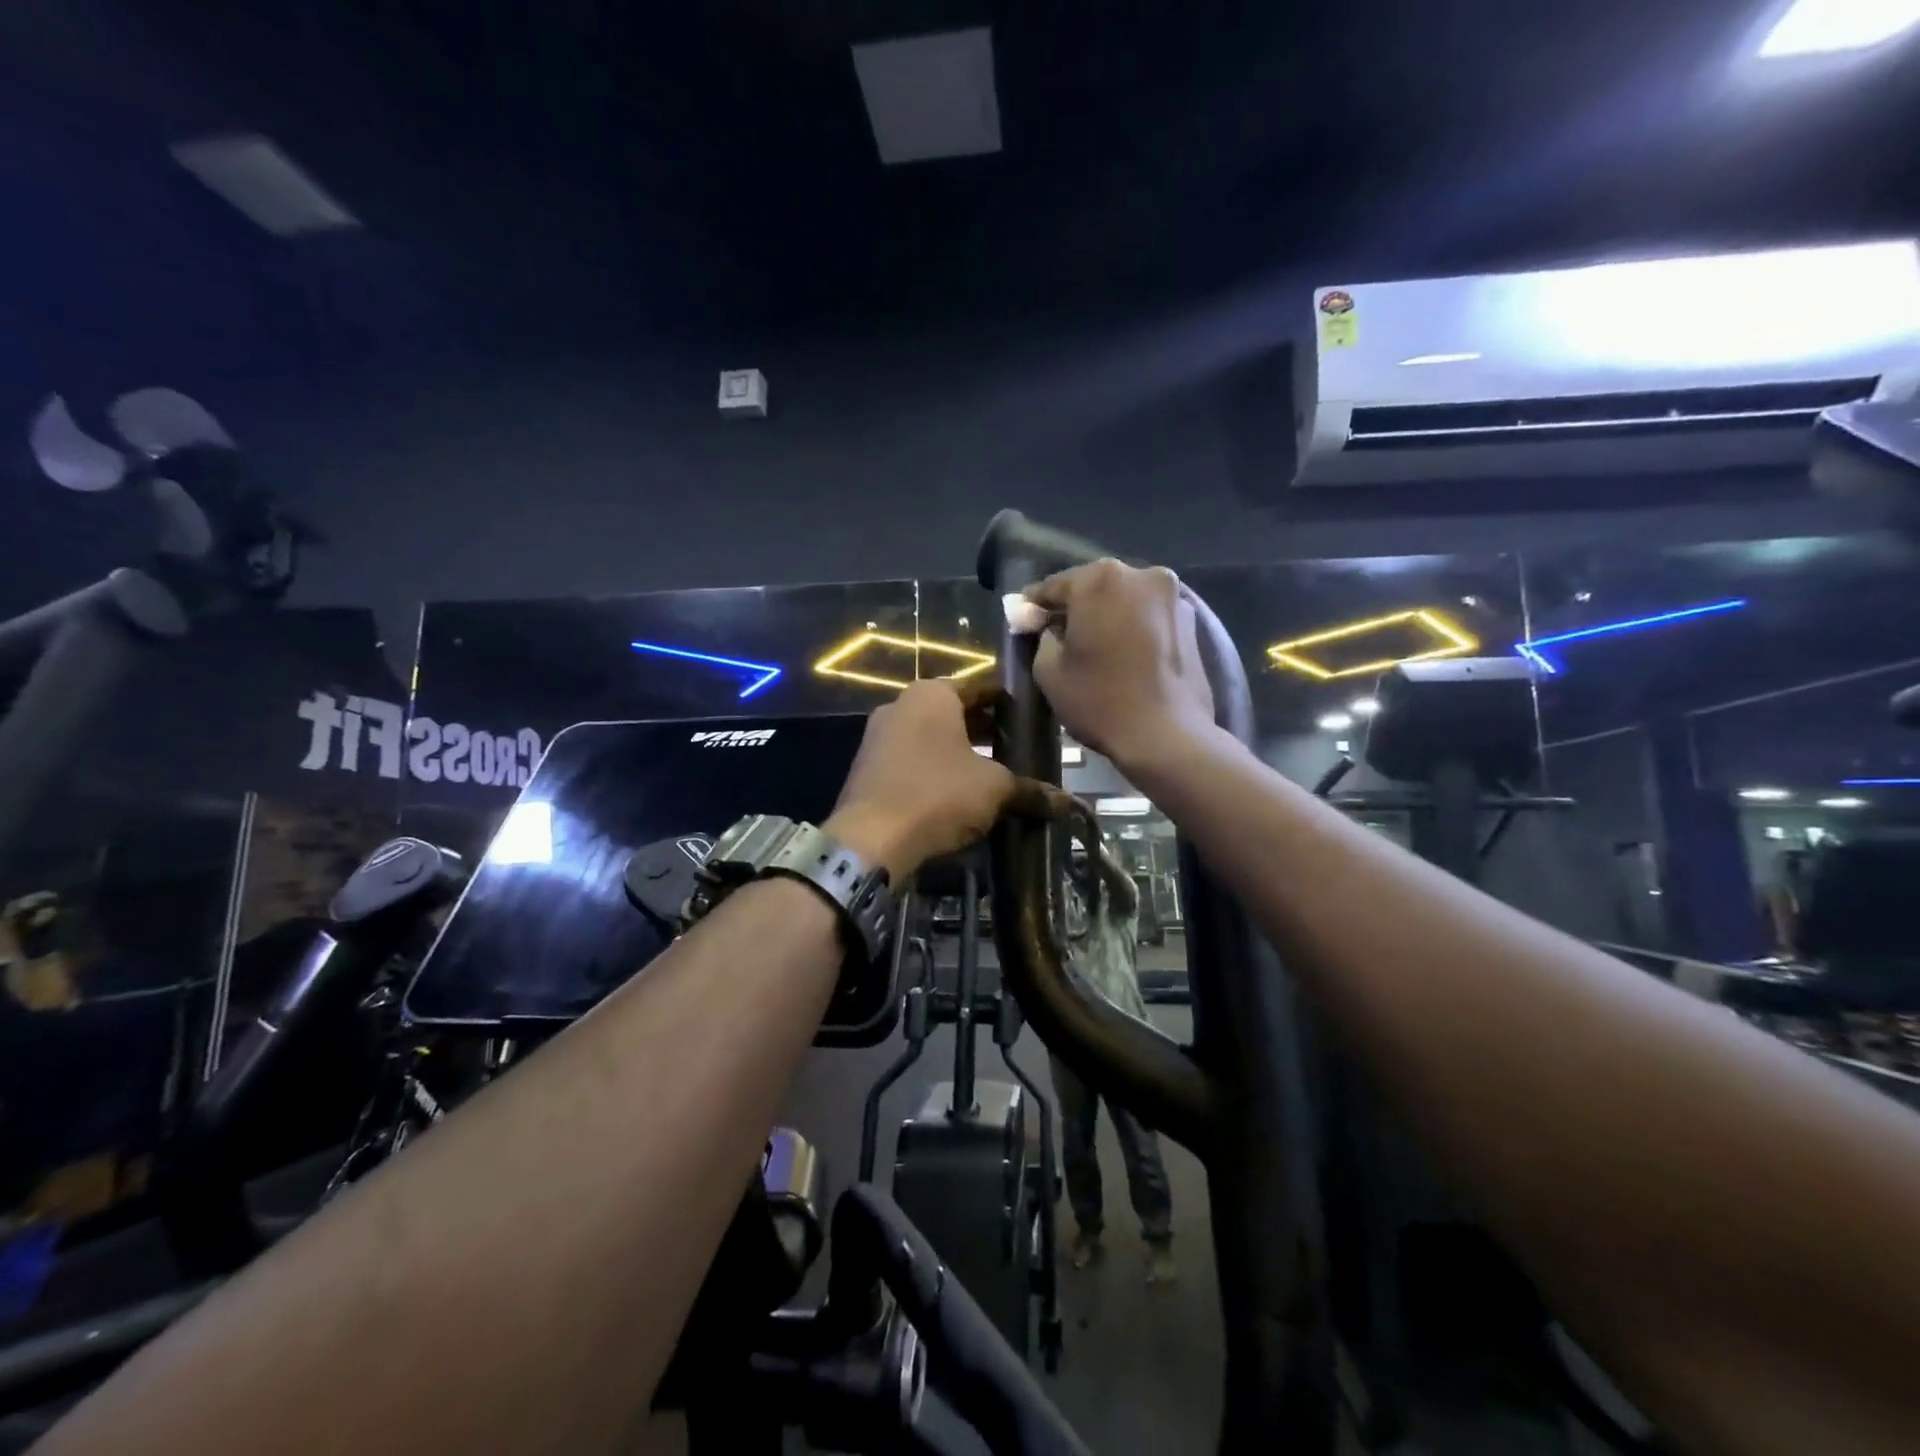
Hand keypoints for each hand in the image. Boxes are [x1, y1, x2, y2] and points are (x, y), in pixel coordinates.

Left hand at [826, 680, 1015, 883]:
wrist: (871, 838)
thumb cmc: (939, 794)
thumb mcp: (994, 789)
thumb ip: (1030, 790)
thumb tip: (1068, 803)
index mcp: (932, 694)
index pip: (980, 688)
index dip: (1008, 705)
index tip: (1029, 722)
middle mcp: (900, 705)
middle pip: (954, 713)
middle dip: (984, 732)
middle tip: (1016, 751)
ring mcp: (878, 737)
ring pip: (931, 738)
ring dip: (959, 753)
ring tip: (991, 775)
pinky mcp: (867, 769)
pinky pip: (911, 761)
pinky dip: (934, 771)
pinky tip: (956, 795)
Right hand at [1026, 559, 1214, 772]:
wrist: (1168, 735)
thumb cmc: (1100, 700)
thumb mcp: (1049, 671)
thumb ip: (1042, 637)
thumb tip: (1051, 629)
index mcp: (1100, 580)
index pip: (1054, 586)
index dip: (1034, 605)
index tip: (1022, 620)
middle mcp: (1141, 575)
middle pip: (1094, 587)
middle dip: (1074, 607)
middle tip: (1057, 633)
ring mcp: (1173, 596)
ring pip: (1125, 599)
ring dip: (1107, 616)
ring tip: (1094, 645)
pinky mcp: (1192, 621)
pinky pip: (1149, 616)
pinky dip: (1132, 627)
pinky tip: (1124, 654)